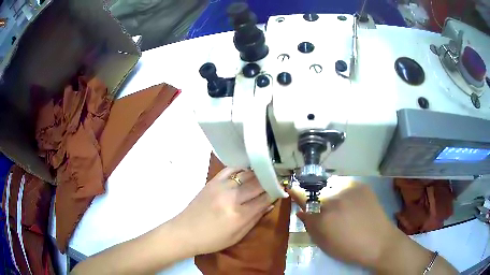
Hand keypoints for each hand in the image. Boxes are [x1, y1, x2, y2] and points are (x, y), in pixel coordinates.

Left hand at [172, 168, 272, 254]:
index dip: (275, 192)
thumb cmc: (212, 240)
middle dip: (270, 181)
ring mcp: (221, 187)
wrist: (184, 232)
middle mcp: (232, 197)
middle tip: (278, 179)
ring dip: (259, 173)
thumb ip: (255, 219)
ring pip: (247, 174)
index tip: (282, 189)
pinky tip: (248, 170)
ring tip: (267, 173)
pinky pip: (231, 169)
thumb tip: (270, 204)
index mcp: (239, 215)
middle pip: (258, 183)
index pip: (264, 198)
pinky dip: (242, 168)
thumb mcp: (237, 236)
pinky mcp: (212, 181)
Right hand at [289, 184, 456, 273]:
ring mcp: (350, 186)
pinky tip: (349, 203)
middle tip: (320, 207)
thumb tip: (301, 211)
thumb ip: (309, 224)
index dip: (295, 191)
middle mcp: (335, 194)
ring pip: (331, 184)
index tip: (291, 189)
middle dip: (314, 195)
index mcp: (323, 212)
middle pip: (316, 187)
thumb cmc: (348, 248)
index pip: (302, 194)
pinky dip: (342, 191)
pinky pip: (344, 184)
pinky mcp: (361, 184)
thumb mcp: (323, 242)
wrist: (379, 242)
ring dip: (328, 192)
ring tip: (337, 205)